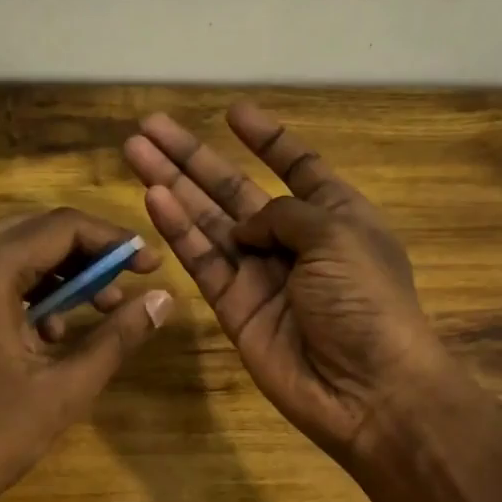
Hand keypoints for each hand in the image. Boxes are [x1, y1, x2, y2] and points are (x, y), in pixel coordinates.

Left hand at [0, 209, 172, 501]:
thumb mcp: (64, 390)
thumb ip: (117, 337)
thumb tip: (165, 300)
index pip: (59, 228)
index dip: (112, 242)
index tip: (150, 266)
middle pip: (30, 231)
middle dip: (84, 255)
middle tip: (126, 286)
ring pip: (5, 252)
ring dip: (54, 273)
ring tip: (94, 311)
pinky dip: (19, 290)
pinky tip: (46, 332)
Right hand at [123, 102, 448, 464]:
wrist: (365, 388)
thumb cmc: (366, 301)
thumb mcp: (338, 236)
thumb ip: (285, 214)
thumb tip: (245, 225)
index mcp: (334, 216)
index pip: (297, 166)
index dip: (267, 139)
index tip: (233, 112)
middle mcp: (293, 241)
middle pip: (235, 190)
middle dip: (194, 159)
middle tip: (150, 126)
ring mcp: (259, 275)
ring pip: (208, 222)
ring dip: (173, 186)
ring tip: (135, 151)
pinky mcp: (233, 308)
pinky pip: (202, 261)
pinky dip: (177, 231)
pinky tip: (153, 198)